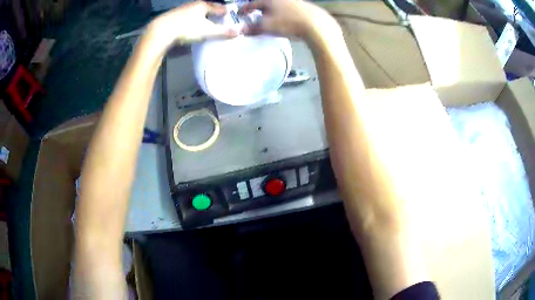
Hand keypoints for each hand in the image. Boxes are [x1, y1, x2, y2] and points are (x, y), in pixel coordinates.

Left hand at [146, 1, 238, 48]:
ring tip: (205, 25)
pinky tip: (190, 27)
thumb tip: (239, 32)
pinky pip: (187, 17)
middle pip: (207, 8)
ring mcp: (182, 10)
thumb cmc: (186, 28)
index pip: (219, 7)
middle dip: (213, 14)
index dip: (226, 12)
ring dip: (201, 17)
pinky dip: (191, 21)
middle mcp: (193, 5)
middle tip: (219, 21)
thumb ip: (223, 31)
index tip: (230, 17)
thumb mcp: (207, 31)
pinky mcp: (173, 17)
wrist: (160, 31)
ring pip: (196, 12)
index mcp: (203, 5)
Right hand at [238, 0, 337, 39]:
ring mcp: (293, 1)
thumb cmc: (288, 23)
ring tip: (269, 21)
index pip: (252, 3)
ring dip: (271, 12)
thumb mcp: (267, 26)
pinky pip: (287, 9)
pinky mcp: (304, 7)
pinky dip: (282, 14)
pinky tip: (285, 21)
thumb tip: (241, 30)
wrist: (316, 24)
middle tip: (254, 17)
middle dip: (259, 10)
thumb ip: (252, 28)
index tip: (239, 14)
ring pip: (277, 6)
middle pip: (265, 3)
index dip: (244, 9)